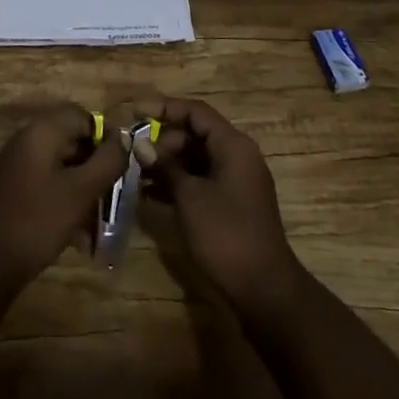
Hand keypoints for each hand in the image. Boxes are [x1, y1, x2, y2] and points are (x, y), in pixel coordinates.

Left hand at [0, 104, 128, 297]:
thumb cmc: (38, 221)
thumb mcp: (81, 191)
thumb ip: (107, 161)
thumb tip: (124, 139)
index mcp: (42, 131)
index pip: (82, 116)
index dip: (104, 137)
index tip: (118, 167)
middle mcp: (27, 139)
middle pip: (72, 140)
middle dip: (95, 167)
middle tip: (111, 195)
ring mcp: (18, 163)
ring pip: (62, 165)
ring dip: (82, 187)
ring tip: (98, 221)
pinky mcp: (14, 186)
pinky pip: (48, 182)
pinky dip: (65, 199)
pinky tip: (78, 234)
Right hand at [148, 97, 304, 326]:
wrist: (264, 290)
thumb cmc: (226, 234)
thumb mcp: (190, 197)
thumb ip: (165, 166)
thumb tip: (139, 144)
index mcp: (233, 145)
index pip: (196, 111)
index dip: (164, 108)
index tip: (135, 112)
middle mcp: (236, 155)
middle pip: (195, 134)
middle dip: (163, 141)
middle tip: (134, 155)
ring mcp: (235, 181)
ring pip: (195, 159)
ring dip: (167, 164)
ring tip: (135, 174)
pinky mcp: (230, 204)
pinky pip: (200, 181)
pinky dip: (178, 184)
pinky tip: (149, 196)